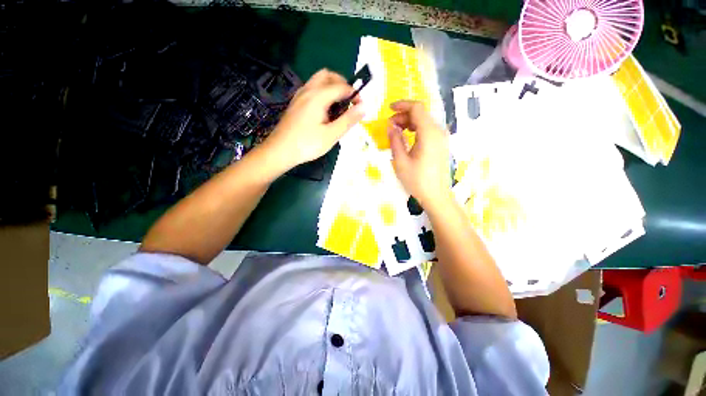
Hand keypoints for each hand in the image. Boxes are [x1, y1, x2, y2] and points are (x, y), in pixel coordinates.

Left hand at [263, 69, 363, 172]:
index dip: (355, 95)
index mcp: (318, 96)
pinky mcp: (296, 103)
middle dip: (342, 84)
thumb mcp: (331, 135)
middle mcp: (308, 90)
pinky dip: (323, 93)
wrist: (280, 150)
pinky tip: (325, 111)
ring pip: (318, 81)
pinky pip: (312, 89)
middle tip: (349, 102)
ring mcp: (300, 96)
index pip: (342, 87)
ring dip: (332, 88)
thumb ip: (348, 120)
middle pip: (328, 75)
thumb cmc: (307, 144)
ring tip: (338, 107)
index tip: (361, 108)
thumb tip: (364, 107)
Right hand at [388, 100, 452, 210]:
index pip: (417, 108)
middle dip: (404, 115)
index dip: (402, 105)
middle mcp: (438, 131)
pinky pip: (428, 130)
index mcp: (429, 133)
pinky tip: (407, 138)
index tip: (389, 109)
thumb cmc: (417, 180)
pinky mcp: (441, 145)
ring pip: (425, 121)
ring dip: (410, 122)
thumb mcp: (401, 161)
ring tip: (396, 132)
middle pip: (421, 114)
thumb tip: (391, 126)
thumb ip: (395, 140)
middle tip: (390, 126)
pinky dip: (416, 129)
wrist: (436, 196)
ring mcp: (442, 138)